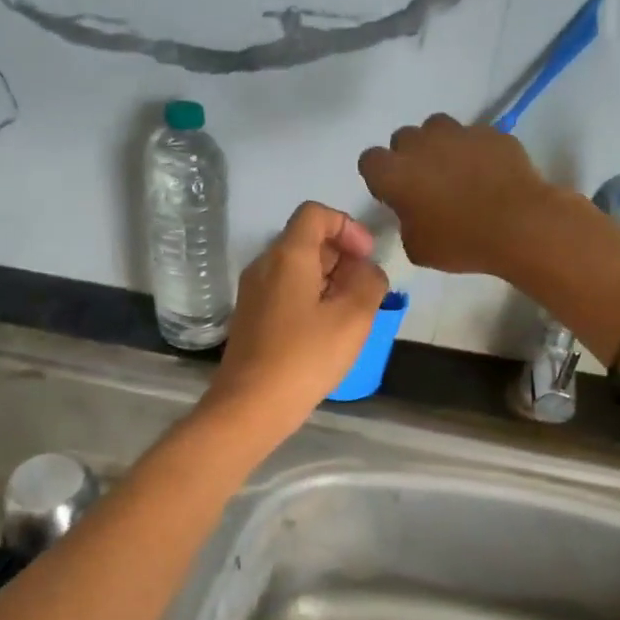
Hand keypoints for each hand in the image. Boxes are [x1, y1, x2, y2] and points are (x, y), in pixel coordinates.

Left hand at [204, 201, 387, 432]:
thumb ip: (369, 283)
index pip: (315, 214)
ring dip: (329, 280)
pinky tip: (326, 332)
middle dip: (342, 256)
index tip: (367, 257)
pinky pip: (285, 292)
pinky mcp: (251, 318)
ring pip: (297, 268)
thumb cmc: (305, 357)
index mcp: (287, 256)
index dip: (347, 226)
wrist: (250, 405)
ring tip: (350, 314)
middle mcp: (264, 266)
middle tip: (364, 291)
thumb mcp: (353, 318)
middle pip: (306, 240)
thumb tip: (367, 271)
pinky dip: (311, 298)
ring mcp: (253, 293)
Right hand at [358, 114, 566, 275]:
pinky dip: (475, 150)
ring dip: (440, 145)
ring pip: (437, 127)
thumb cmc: (460, 242)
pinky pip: (474, 136)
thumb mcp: (417, 248)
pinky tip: (489, 173)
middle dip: (410, 156)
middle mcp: (420, 144)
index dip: (380, 177)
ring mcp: (458, 132)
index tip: (395, 194)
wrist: (519, 225)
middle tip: (426, 184)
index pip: (369, 161)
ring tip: (457, 170)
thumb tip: (414, 212)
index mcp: (394, 173)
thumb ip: (406, 222)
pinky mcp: (490, 132)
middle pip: (403, 139)